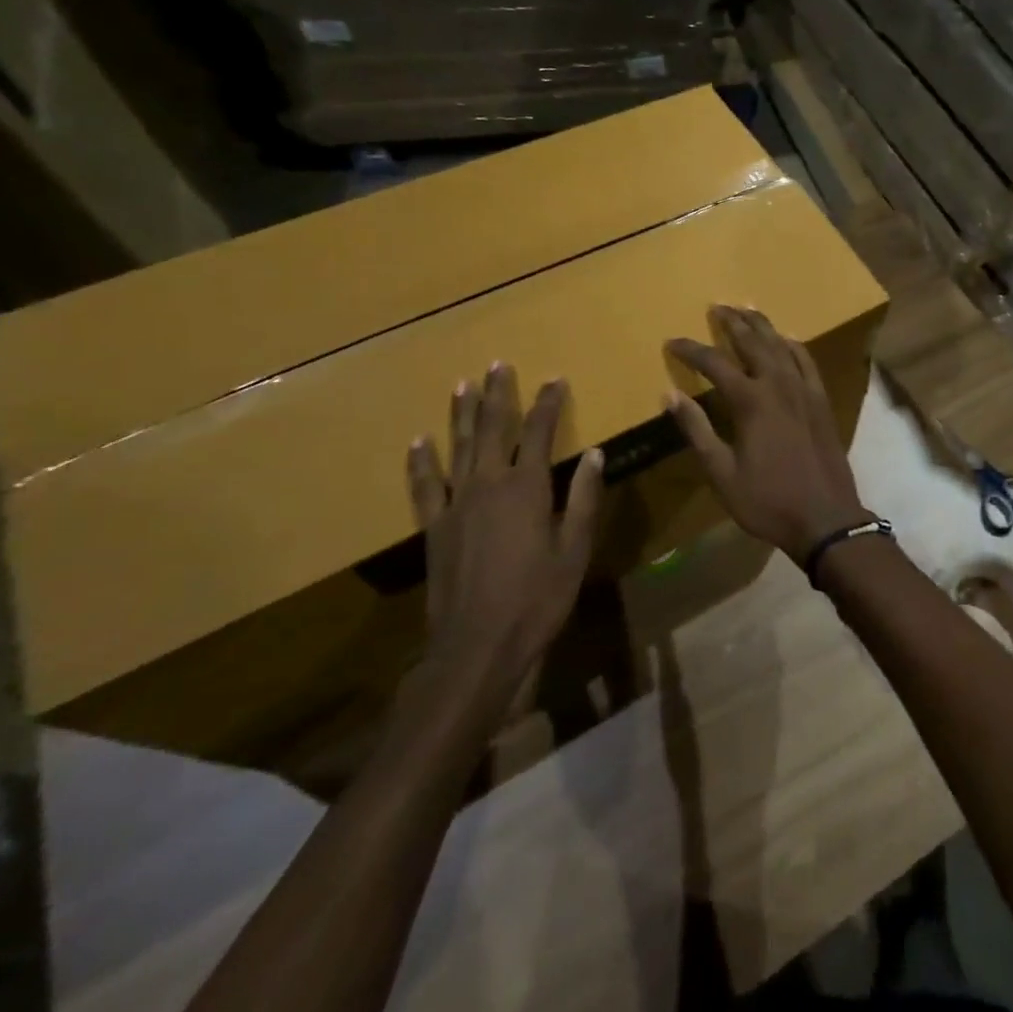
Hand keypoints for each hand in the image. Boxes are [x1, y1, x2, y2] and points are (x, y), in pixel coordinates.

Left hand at [404, 365, 603, 732]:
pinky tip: (418, 441)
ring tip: (463, 384)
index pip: (539, 432)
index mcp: (527, 488)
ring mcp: (455, 505)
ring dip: (462, 413)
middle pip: (493, 428)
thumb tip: (594, 453)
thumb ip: (583, 498)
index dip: (547, 403)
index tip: (554, 379)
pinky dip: (421, 462)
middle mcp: (488, 485)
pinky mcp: (433, 527)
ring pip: (459, 447)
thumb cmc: (537, 599)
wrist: (477, 647)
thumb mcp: (574, 550)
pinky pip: (424, 486)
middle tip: (498, 364)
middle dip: (498, 394)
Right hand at [666, 306, 871, 563]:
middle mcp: (779, 385)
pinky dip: (794, 345)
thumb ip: (696, 430)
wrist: (826, 517)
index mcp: (751, 402)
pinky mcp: (822, 400)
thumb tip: (669, 395)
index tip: (672, 342)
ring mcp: (805, 390)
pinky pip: (807, 361)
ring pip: (782, 345)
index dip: (691, 350)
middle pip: (753, 342)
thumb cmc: (767, 501)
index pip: (714, 363)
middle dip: (732, 322)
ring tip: (747, 309)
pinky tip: (787, 339)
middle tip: (716, 306)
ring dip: (763, 325)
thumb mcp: (721, 473)